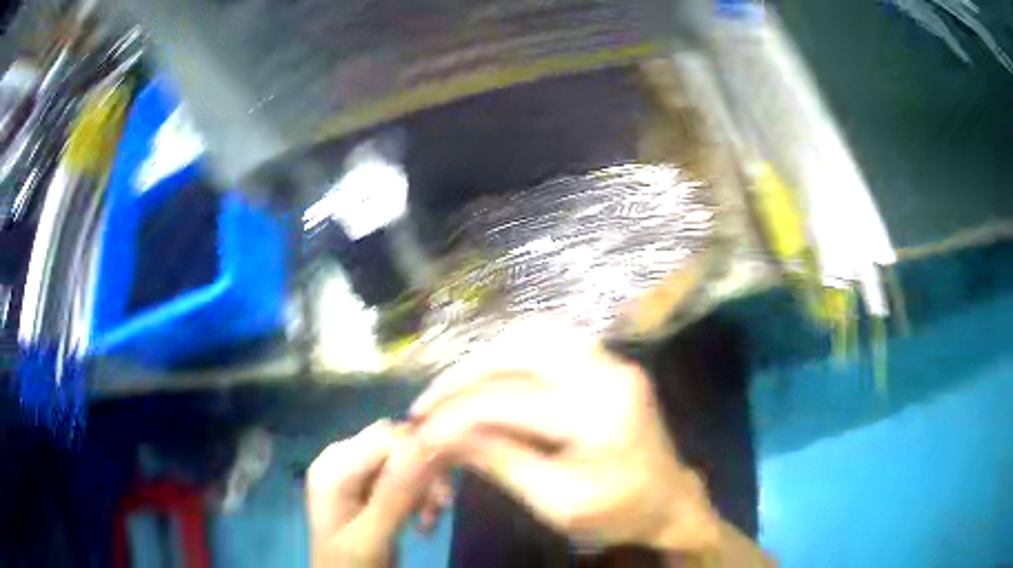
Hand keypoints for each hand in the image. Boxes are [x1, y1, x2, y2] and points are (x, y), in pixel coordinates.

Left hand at [306, 420, 452, 567]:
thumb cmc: (351, 564)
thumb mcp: (372, 535)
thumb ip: (396, 493)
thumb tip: (426, 446)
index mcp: (333, 467)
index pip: (385, 437)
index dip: (420, 455)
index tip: (443, 491)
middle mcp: (342, 461)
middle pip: (396, 446)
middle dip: (424, 475)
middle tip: (442, 507)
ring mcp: (355, 475)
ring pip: (405, 462)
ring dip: (426, 489)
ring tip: (432, 520)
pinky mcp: (369, 490)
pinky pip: (404, 479)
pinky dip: (420, 497)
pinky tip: (425, 522)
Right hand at [410, 319, 721, 551]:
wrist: (670, 501)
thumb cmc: (618, 514)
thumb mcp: (556, 503)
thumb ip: (500, 462)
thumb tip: (444, 435)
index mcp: (598, 414)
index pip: (509, 401)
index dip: (456, 414)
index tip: (421, 431)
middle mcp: (608, 372)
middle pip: (519, 350)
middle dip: (464, 373)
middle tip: (430, 401)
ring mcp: (613, 361)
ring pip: (534, 334)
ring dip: (486, 356)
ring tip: (454, 388)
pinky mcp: (611, 363)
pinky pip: (552, 341)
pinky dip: (512, 353)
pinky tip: (491, 375)